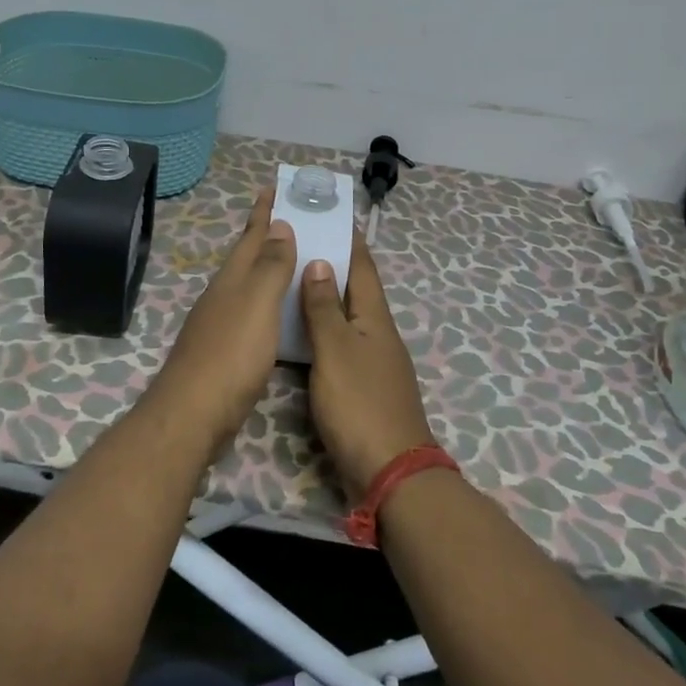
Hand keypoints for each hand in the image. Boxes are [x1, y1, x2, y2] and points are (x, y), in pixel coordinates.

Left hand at [154, 189, 296, 445]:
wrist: (194, 412)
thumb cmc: (231, 353)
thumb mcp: (257, 303)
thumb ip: (270, 266)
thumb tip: (279, 225)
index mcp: (233, 279)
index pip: (251, 236)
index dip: (263, 212)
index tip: (273, 188)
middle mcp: (224, 295)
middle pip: (246, 257)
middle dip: (265, 236)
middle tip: (288, 217)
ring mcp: (221, 323)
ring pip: (247, 284)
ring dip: (266, 267)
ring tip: (289, 258)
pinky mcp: (225, 350)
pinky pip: (251, 311)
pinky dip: (266, 301)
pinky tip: (276, 312)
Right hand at [299, 234, 435, 495]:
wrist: (389, 470)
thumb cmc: (359, 403)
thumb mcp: (336, 350)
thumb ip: (324, 308)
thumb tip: (321, 263)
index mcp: (375, 318)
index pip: (363, 268)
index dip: (350, 240)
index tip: (334, 214)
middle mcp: (378, 334)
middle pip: (356, 290)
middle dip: (334, 264)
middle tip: (303, 242)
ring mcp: (373, 362)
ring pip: (348, 318)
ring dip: (327, 297)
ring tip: (295, 280)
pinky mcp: (364, 387)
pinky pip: (341, 344)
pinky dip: (324, 329)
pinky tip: (303, 333)